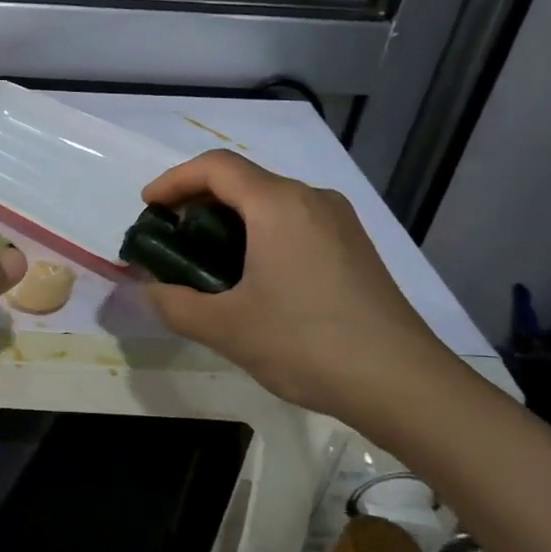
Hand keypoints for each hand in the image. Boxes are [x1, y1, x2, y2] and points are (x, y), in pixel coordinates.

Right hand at [140, 150, 453, 419]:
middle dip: (197, 201)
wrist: (403, 384)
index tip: (148, 209)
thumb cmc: (306, 344)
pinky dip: (259, 233)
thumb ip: (172, 303)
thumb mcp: (225, 328)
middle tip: (170, 238)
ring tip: (204, 259)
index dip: (173, 180)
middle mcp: (311, 199)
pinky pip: (294, 222)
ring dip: (229, 219)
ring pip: (270, 201)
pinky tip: (251, 275)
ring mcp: (339, 222)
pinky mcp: (354, 247)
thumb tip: (147, 290)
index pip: (215, 167)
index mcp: (278, 205)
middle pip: (242, 180)